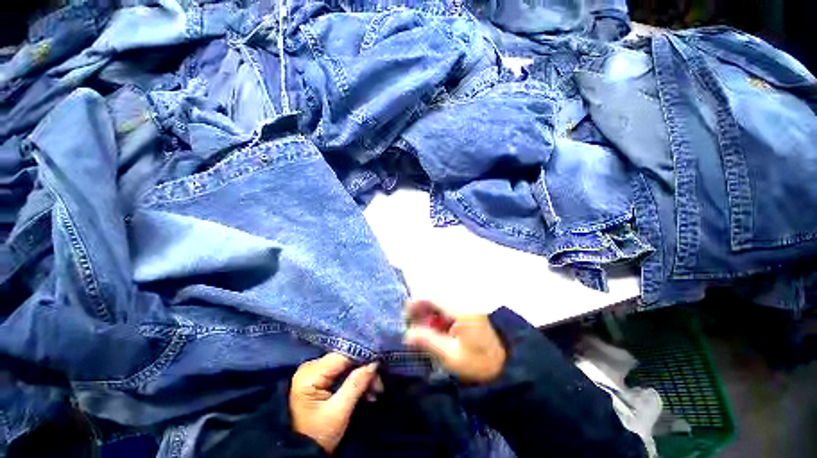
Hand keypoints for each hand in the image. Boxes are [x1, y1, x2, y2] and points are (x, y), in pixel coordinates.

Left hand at [289, 353, 377, 453]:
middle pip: (346, 359)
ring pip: (347, 365)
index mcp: (310, 373)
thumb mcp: (339, 412)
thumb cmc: (318, 435)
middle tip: (380, 384)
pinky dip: (356, 380)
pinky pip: (344, 372)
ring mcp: (316, 371)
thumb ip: (356, 384)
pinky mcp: (321, 378)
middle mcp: (311, 366)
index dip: (363, 357)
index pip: (342, 355)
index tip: (380, 365)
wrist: (303, 454)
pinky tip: (367, 391)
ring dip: (363, 376)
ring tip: (376, 390)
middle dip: (365, 370)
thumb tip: (374, 363)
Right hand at [403, 300, 506, 383]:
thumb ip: (428, 342)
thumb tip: (406, 334)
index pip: (432, 298)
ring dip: (428, 313)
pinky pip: (446, 307)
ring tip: (422, 330)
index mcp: (460, 310)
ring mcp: (466, 304)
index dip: (415, 304)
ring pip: (439, 302)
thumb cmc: (479, 363)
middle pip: (434, 297)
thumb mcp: (451, 356)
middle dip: (421, 310)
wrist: (505, 366)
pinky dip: (437, 316)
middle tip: (412, 327)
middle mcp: (463, 301)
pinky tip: (435, 329)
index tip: (405, 317)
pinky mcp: (467, 310)